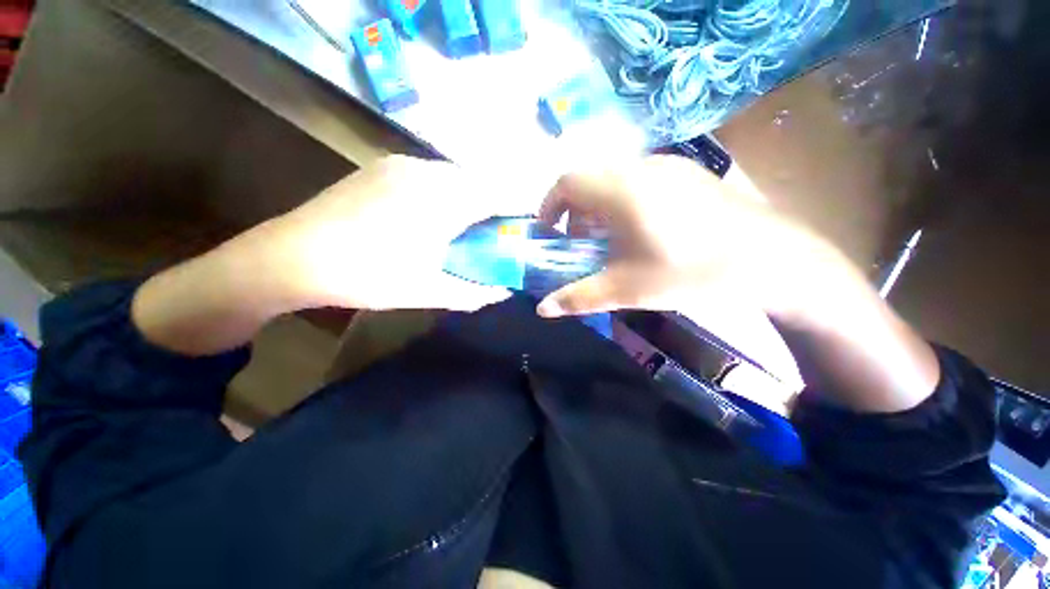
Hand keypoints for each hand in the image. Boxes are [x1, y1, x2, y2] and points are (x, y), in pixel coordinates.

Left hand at [132, 157, 510, 355]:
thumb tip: (504, 291)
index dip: (515, 213)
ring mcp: (400, 164)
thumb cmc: (368, 276)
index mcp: (443, 199)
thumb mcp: (429, 291)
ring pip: (453, 178)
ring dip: (466, 201)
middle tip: (488, 239)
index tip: (519, 234)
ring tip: (459, 231)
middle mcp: (427, 171)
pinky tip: (427, 219)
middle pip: (477, 184)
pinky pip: (429, 176)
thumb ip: (474, 292)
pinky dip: (442, 194)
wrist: (289, 258)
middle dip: (490, 210)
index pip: (498, 196)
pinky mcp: (380, 167)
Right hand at [535, 155, 840, 321]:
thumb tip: (542, 309)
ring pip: (613, 176)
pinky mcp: (687, 172)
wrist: (770, 258)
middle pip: (588, 177)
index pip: (567, 182)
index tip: (549, 232)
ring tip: (607, 236)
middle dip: (572, 208)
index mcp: (621, 190)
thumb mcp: (626, 289)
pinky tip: (640, 227)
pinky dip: (622, 198)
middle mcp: (640, 167)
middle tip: (577, 241)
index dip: (549, 205)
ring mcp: (667, 165)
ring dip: (598, 203)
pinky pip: (637, 177)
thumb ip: (579, 297)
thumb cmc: (690, 271)